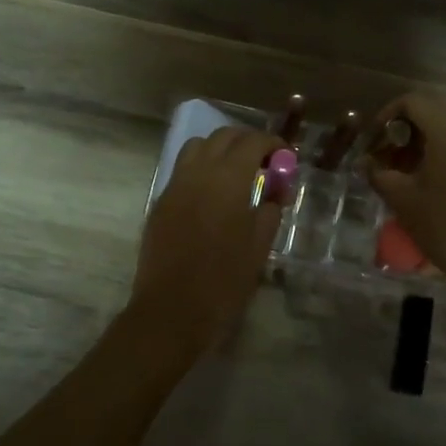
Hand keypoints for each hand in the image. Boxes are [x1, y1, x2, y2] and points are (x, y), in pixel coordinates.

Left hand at [131, 127, 284, 350]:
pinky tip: (213, 194)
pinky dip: (201, 169)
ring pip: (197, 147)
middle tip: (264, 161)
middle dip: (246, 141)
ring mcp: (174, 186)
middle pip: (222, 137)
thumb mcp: (259, 246)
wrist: (172, 309)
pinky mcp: (160, 203)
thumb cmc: (224, 280)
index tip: (285, 156)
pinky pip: (182, 171)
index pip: (252, 142)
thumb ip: (269, 211)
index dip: (272, 144)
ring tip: (236, 173)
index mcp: (227, 179)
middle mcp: (198, 172)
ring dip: (219, 149)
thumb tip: (274, 195)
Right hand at [364, 93, 445, 286]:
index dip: (386, 116)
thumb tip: (365, 162)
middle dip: (409, 132)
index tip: (374, 141)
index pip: (412, 101)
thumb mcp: (405, 202)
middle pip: (436, 112)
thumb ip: (380, 174)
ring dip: (433, 144)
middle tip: (391, 160)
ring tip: (417, 175)